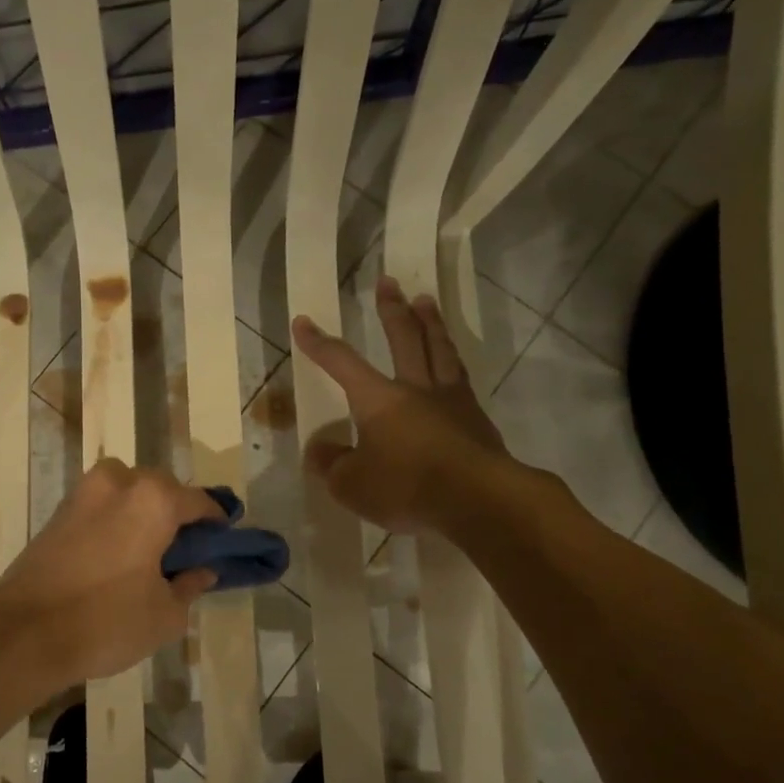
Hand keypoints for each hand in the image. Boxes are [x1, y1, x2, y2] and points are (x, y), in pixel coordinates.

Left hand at [0, 458, 222, 683]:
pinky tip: (117, 556)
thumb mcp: (164, 615)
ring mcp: (83, 494)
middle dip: (176, 512)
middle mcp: (119, 482)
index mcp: (153, 500)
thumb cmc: (106, 622)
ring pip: (127, 492)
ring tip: (148, 552)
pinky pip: (101, 506)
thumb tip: (201, 571)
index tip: (222, 541)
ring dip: (143, 512)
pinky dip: (115, 521)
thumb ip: (189, 585)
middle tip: (184, 550)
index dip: (216, 522)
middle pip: (161, 488)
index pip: (199, 501)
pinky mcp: (58, 512)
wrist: (22, 633)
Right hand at [291, 276, 512, 532]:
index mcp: (379, 399)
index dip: (320, 344)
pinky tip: (453, 363)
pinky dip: (453, 362)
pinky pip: (461, 379)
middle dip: (391, 310)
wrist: (478, 500)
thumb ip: (332, 464)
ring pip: (440, 349)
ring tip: (425, 301)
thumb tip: (320, 450)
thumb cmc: (407, 488)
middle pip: (404, 338)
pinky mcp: (477, 420)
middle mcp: (416, 388)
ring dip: (431, 322)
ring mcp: (451, 400)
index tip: (304, 321)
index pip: (342, 363)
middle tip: (388, 282)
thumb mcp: (351, 485)